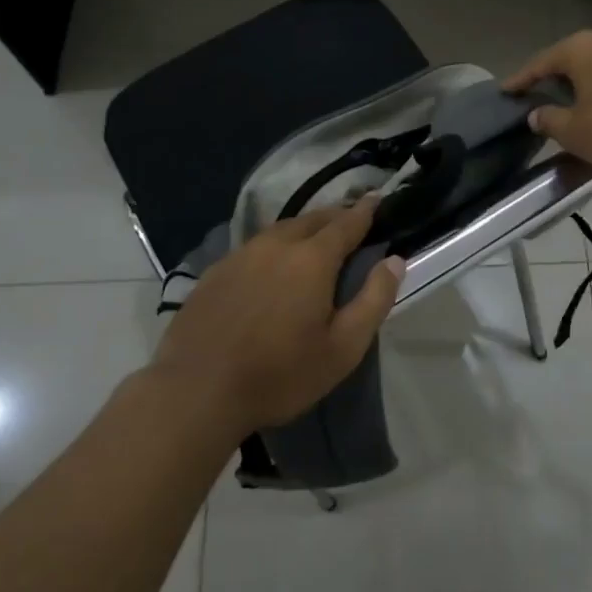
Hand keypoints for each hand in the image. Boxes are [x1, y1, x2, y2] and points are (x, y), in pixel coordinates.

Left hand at [156, 195, 404, 433]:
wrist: (196, 392)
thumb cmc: (280, 374)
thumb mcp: (343, 348)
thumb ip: (374, 300)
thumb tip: (394, 260)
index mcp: (312, 259)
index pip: (346, 223)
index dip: (365, 211)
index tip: (378, 199)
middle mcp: (276, 245)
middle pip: (312, 219)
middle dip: (336, 216)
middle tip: (351, 221)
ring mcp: (240, 255)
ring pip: (280, 230)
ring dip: (304, 229)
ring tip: (315, 239)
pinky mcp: (215, 272)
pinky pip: (255, 247)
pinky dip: (274, 247)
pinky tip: (272, 265)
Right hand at [504, 30, 591, 169]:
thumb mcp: (574, 131)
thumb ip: (550, 121)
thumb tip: (536, 114)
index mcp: (581, 49)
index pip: (541, 62)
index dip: (521, 80)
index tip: (506, 91)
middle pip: (573, 60)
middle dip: (556, 79)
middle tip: (540, 98)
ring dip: (586, 86)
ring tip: (575, 105)